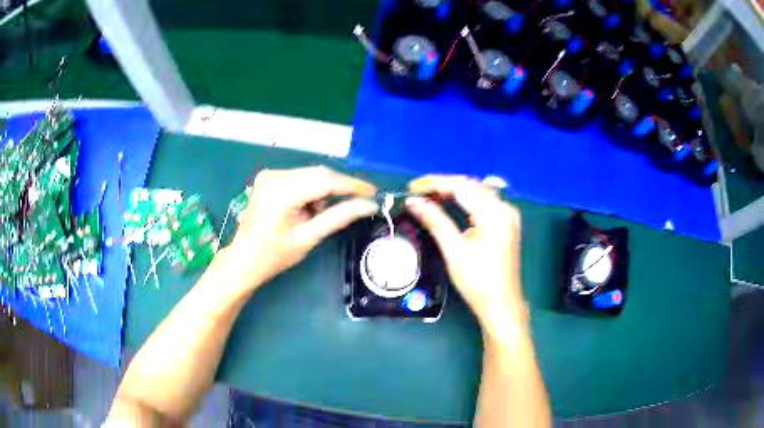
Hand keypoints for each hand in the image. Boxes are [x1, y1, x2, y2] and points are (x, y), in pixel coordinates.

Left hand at [222, 166, 376, 290]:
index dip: (353, 185)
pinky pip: (300, 179)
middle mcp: (275, 175)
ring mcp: (270, 175)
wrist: (243, 260)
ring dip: (325, 190)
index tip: (374, 192)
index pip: (326, 180)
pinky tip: (311, 208)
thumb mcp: (309, 237)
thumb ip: (340, 217)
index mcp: (282, 190)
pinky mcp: (269, 178)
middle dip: (341, 187)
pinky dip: (312, 191)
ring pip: (311, 175)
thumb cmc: (274, 255)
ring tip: (325, 214)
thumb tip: (369, 205)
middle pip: (319, 174)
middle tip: (361, 201)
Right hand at [406, 175, 524, 333]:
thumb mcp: (454, 250)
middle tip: (418, 192)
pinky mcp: (505, 223)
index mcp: (494, 213)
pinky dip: (465, 200)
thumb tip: (414, 202)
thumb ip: (435, 221)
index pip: (462, 187)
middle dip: (443, 186)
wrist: (501, 304)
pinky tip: (449, 203)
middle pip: (471, 186)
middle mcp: (504, 207)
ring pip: (477, 192)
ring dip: (454, 191)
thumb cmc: (478, 280)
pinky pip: (483, 202)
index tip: (412, 186)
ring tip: (429, 196)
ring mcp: (507, 215)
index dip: (436, 183)